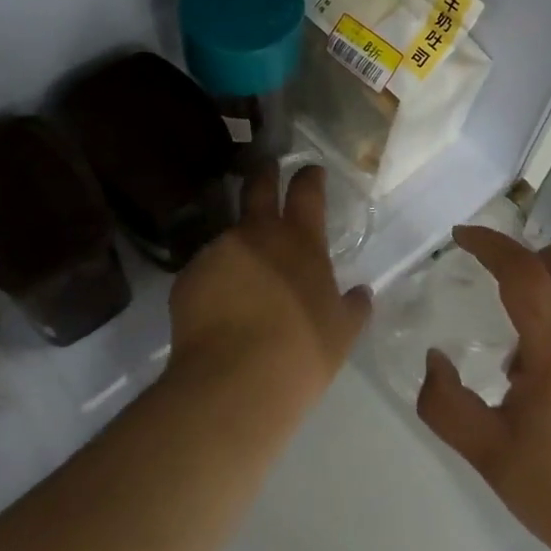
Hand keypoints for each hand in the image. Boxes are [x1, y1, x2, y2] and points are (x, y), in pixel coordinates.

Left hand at [168, 163, 371, 405]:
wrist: (234, 382)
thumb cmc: (301, 353)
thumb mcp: (342, 333)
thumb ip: (354, 307)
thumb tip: (362, 293)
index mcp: (300, 241)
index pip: (307, 190)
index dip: (310, 175)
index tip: (311, 170)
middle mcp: (256, 234)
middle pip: (258, 186)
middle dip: (264, 173)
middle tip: (266, 168)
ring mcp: (217, 252)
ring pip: (229, 235)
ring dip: (239, 246)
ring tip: (243, 277)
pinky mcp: (187, 277)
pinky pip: (206, 270)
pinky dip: (216, 280)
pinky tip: (220, 308)